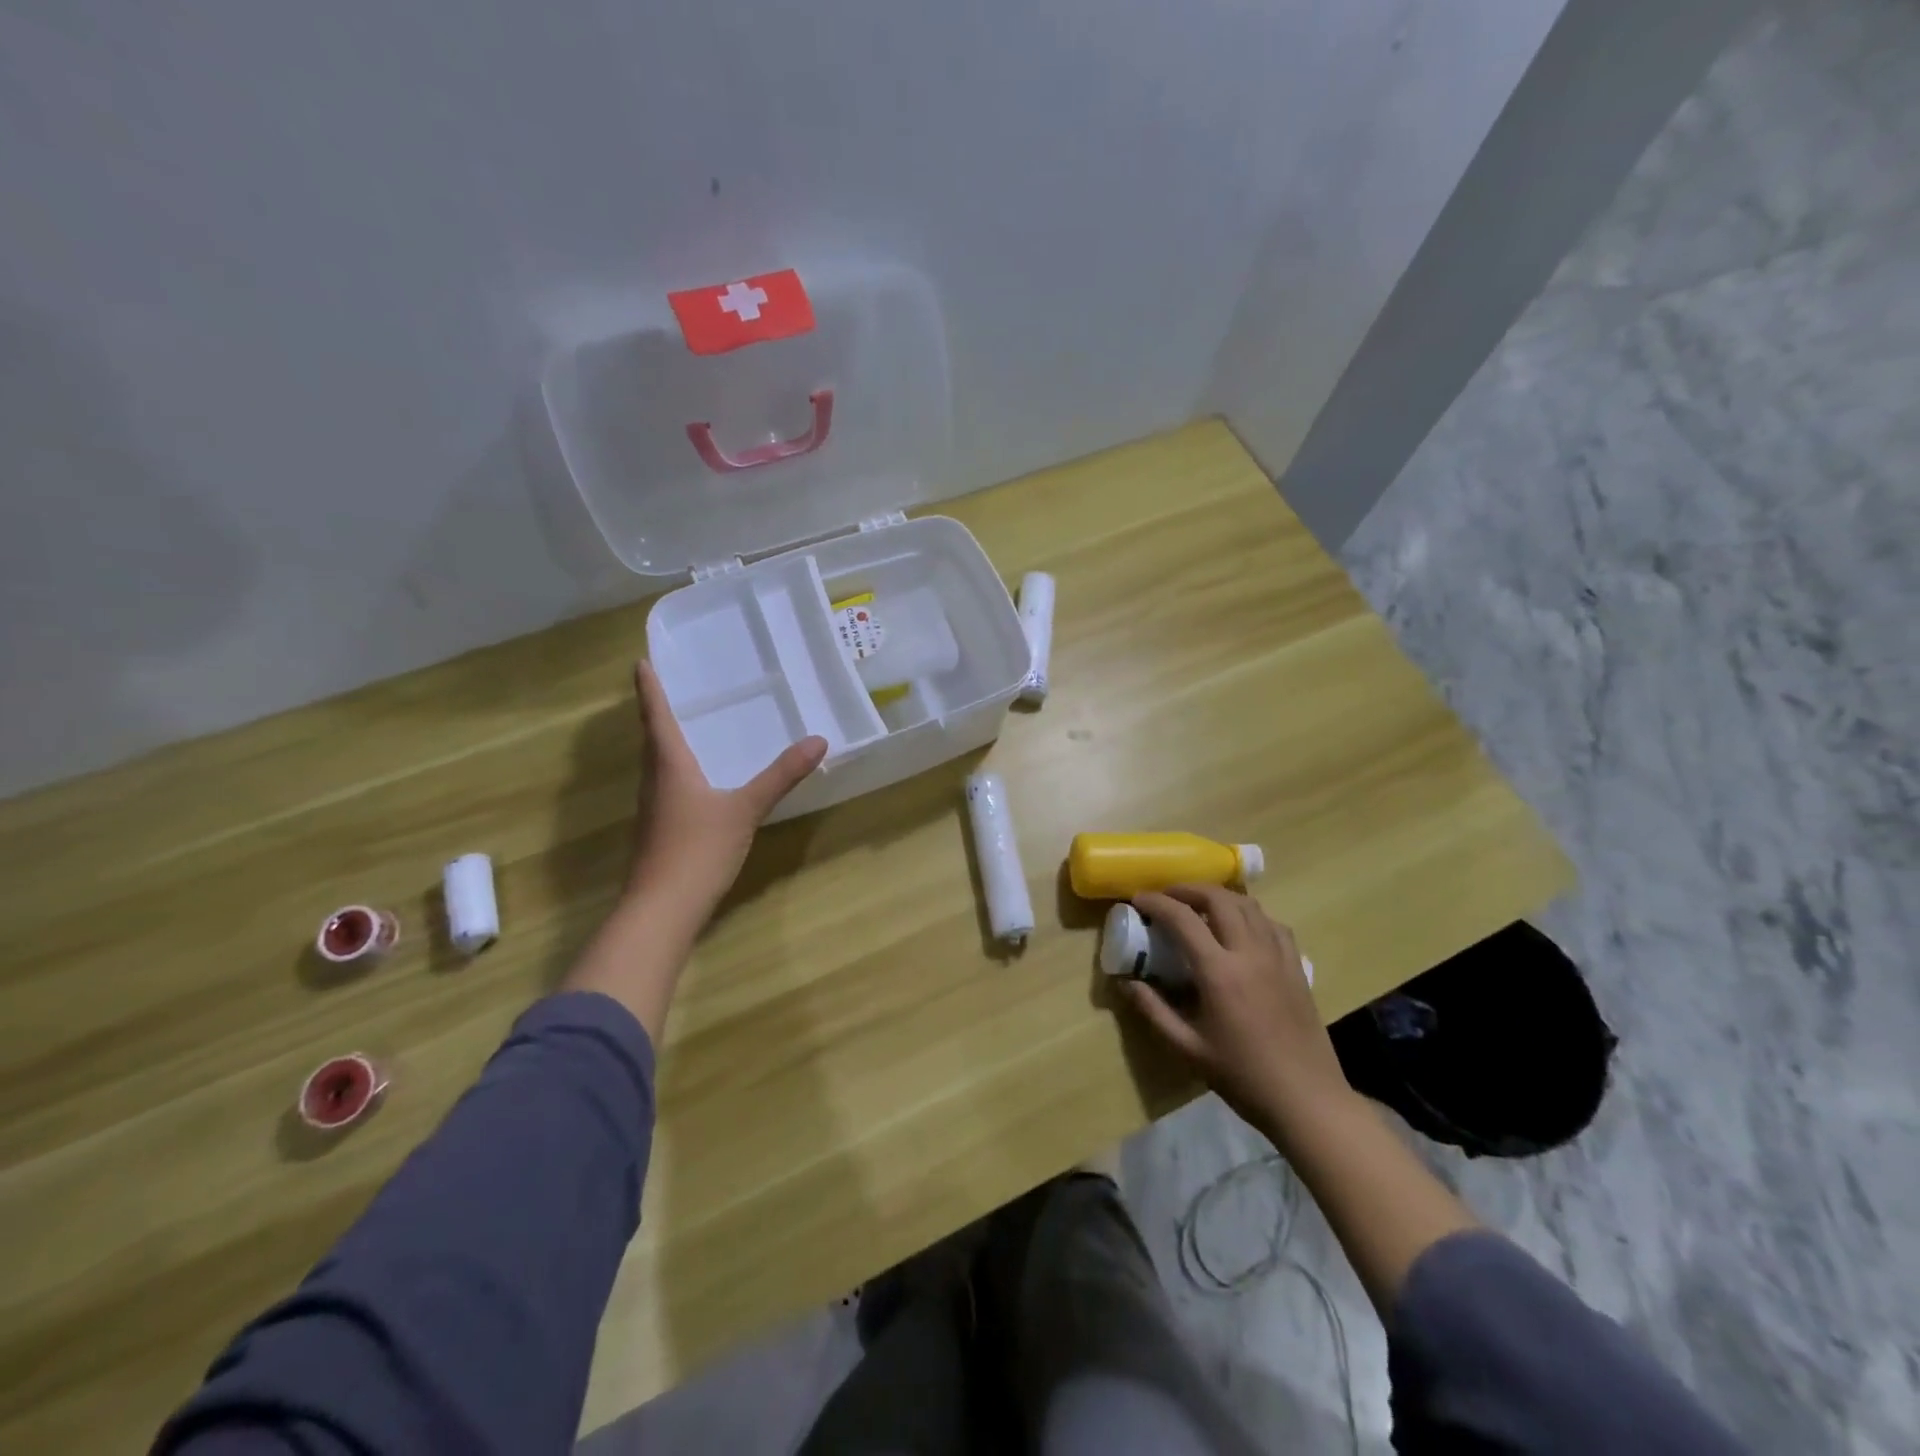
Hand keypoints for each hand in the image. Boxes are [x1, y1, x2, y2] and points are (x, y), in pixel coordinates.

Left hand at [628, 659, 826, 915]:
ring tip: (684, 727)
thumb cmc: (698, 850)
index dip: (650, 690)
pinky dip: (675, 771)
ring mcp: (653, 810)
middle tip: (670, 690)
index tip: (640, 663)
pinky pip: (665, 788)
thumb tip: (818, 741)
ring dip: (664, 743)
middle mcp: (655, 782)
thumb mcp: (746, 809)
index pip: (657, 717)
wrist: (662, 909)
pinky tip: (695, 782)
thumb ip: (781, 776)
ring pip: (656, 766)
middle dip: (657, 713)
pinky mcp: (658, 832)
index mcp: (669, 766)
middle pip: (652, 740)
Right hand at [1120, 885, 1352, 1145]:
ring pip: (1248, 905)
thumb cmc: (1243, 1077)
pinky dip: (1250, 914)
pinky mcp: (1296, 966)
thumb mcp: (1187, 1049)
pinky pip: (1272, 924)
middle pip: (1219, 899)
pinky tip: (1240, 927)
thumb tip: (1126, 982)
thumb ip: (1153, 1010)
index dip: (1156, 902)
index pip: (1183, 919)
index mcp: (1219, 972)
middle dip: (1188, 889)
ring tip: (1199, 905)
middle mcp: (1250, 953)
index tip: (1138, 899)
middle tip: (1167, 896)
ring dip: (1219, 897)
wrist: (1307, 1100)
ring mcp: (1278, 956)